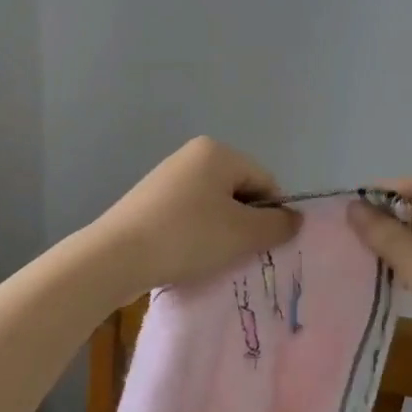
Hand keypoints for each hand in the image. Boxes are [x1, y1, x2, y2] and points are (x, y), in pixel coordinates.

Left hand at [88, 138, 300, 301]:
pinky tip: (187, 256)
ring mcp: (167, 177)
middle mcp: (191, 156)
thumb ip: (278, 225)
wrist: (116, 257)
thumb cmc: (188, 237)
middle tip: (236, 254)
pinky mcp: (148, 201)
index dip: (271, 215)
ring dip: (220, 232)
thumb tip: (295, 219)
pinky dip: (195, 235)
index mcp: (217, 152)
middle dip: (244, 224)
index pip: (265, 181)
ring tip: (209, 258)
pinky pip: (188, 216)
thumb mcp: (243, 234)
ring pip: (213, 207)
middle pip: (239, 192)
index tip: (260, 245)